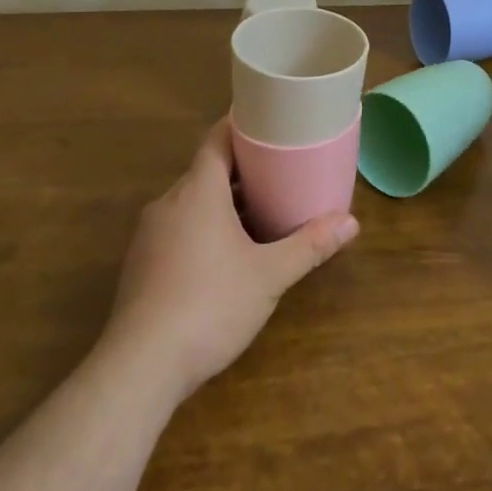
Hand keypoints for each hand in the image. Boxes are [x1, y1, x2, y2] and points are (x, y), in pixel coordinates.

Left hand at [105, 120, 357, 399]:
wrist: (139, 368)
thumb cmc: (210, 305)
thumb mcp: (269, 275)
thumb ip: (310, 245)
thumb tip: (352, 223)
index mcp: (197, 191)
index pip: (217, 139)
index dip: (241, 126)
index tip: (269, 122)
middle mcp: (168, 203)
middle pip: (206, 170)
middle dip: (241, 168)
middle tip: (279, 169)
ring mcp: (149, 236)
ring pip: (191, 202)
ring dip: (223, 201)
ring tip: (260, 210)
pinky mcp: (140, 265)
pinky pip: (177, 228)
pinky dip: (204, 227)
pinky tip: (227, 253)